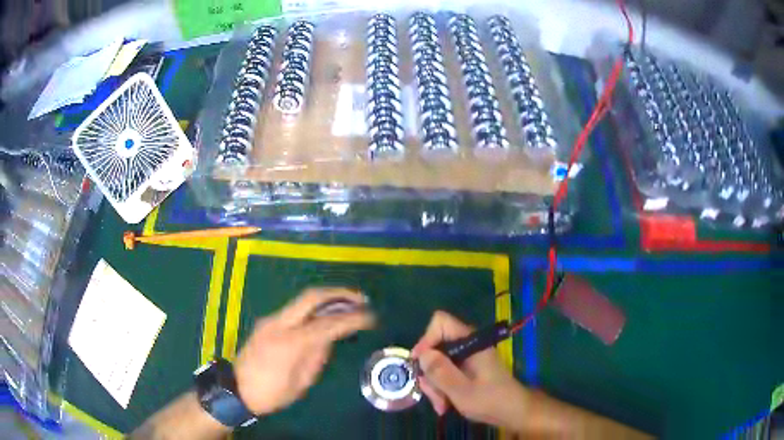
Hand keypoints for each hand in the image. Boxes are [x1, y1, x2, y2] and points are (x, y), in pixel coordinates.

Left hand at [234, 288, 373, 414]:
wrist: (237, 389)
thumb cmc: (272, 393)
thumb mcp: (301, 381)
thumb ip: (317, 356)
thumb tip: (330, 338)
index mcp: (290, 342)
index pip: (327, 323)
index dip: (352, 319)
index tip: (371, 317)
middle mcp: (279, 323)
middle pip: (312, 297)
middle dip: (339, 294)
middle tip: (361, 299)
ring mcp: (271, 319)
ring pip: (303, 300)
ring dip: (327, 299)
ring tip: (349, 305)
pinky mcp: (267, 322)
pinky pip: (295, 310)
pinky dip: (314, 309)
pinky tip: (325, 316)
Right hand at [412, 311, 527, 430]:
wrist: (513, 412)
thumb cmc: (491, 400)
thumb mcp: (462, 390)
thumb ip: (441, 372)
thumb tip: (421, 354)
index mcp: (470, 342)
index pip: (441, 323)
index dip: (426, 340)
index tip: (420, 364)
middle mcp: (467, 346)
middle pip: (435, 348)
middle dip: (430, 373)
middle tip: (433, 395)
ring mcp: (466, 358)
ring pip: (437, 364)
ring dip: (434, 386)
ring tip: (441, 405)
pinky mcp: (466, 370)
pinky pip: (445, 374)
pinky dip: (441, 389)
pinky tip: (445, 405)